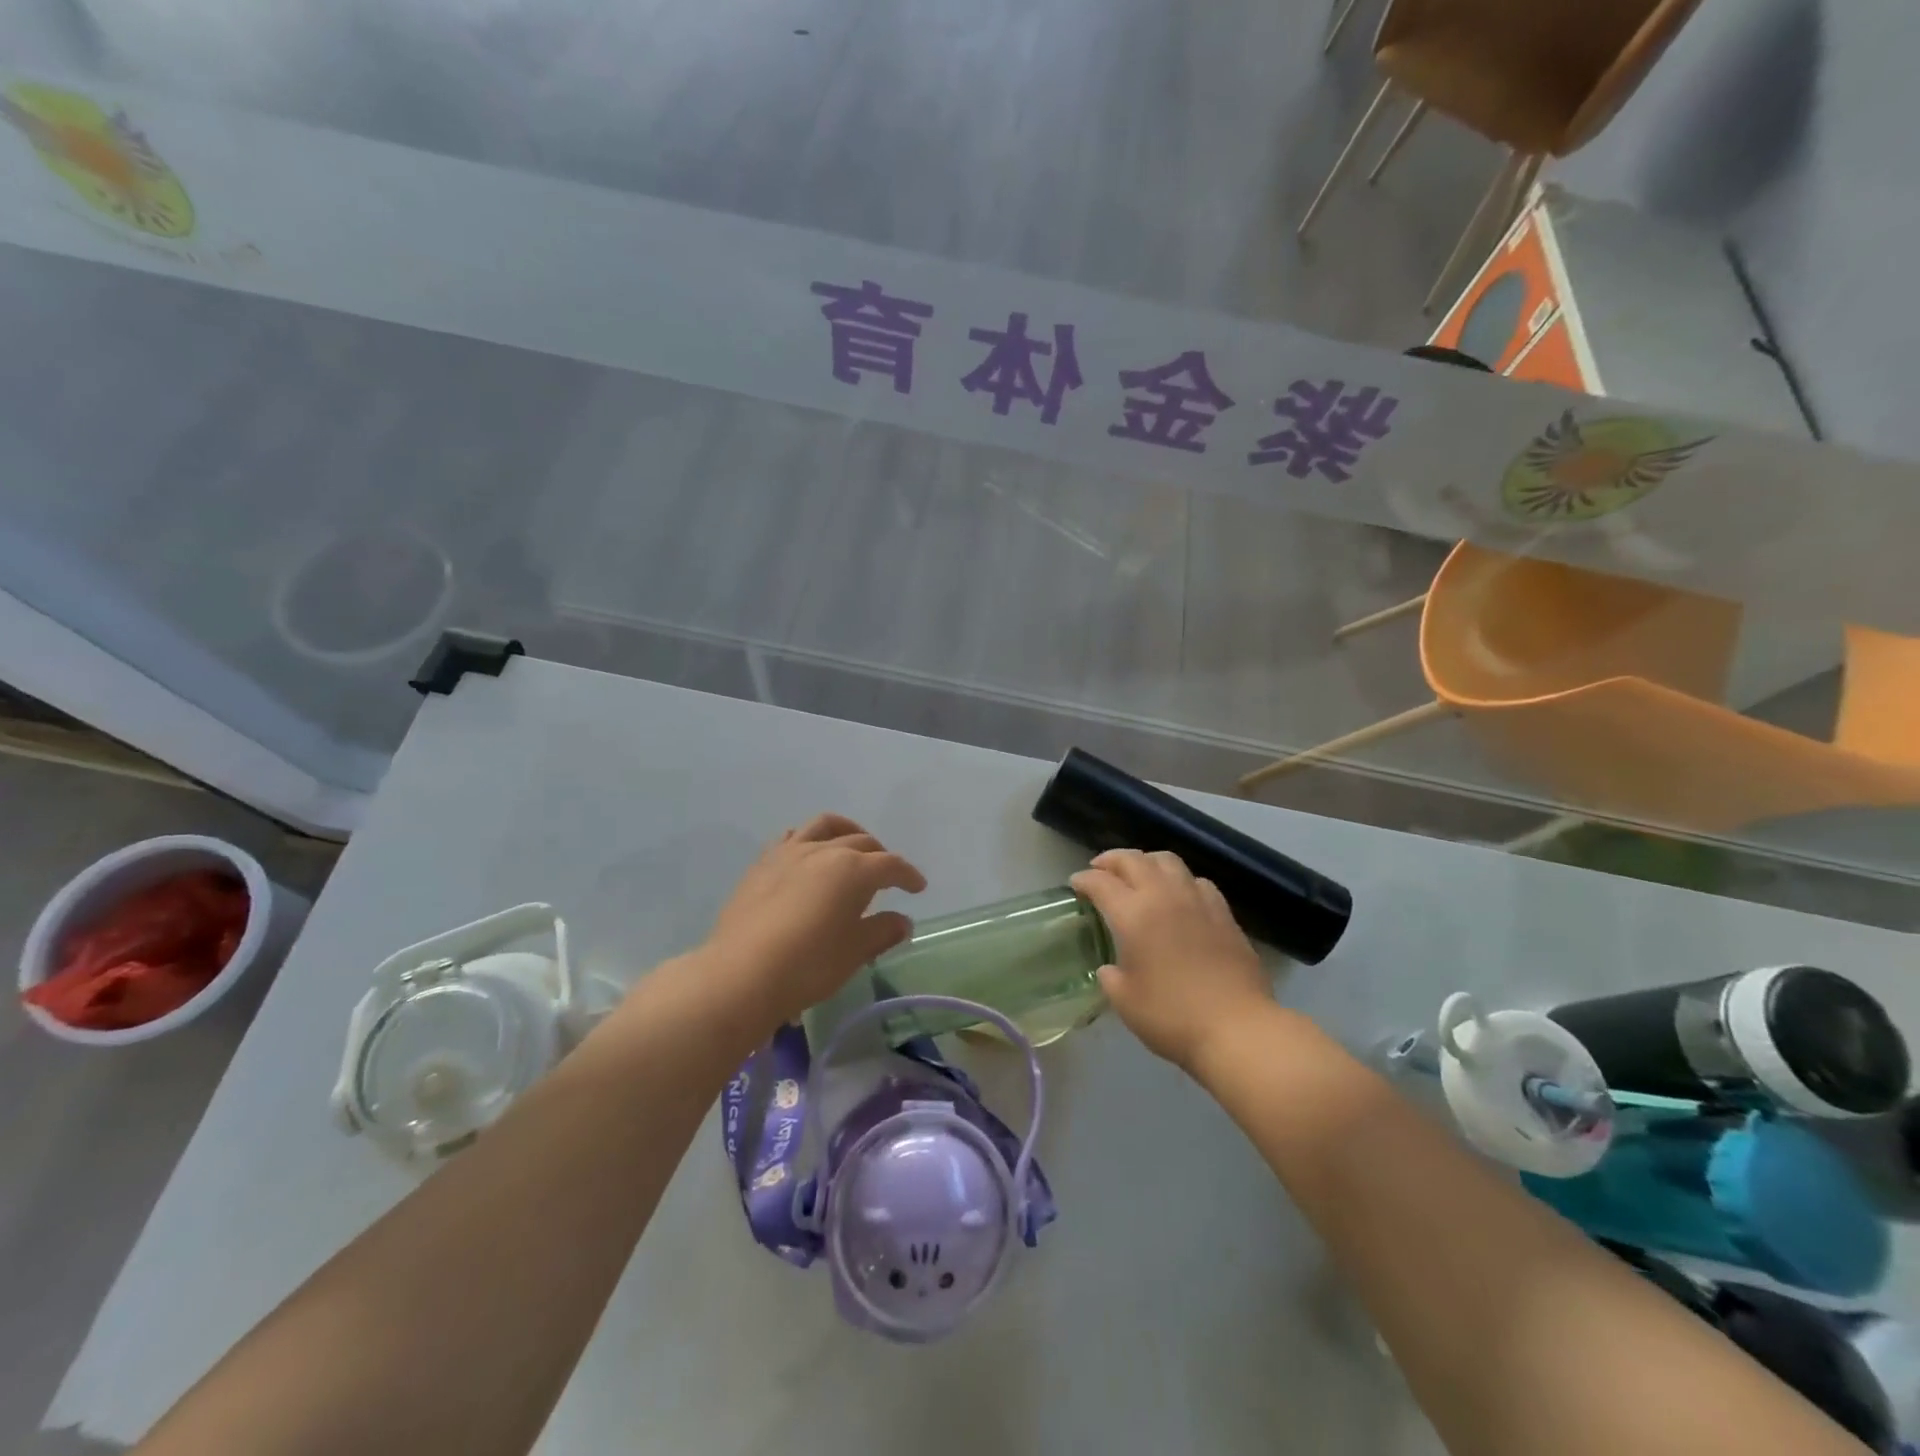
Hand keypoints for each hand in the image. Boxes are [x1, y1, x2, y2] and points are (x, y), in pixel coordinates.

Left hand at [695, 814, 926, 1031]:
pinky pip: (792, 837)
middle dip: (880, 856)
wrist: (742, 973)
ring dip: (847, 832)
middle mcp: (825, 851)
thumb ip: (882, 931)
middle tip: (887, 877)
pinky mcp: (763, 863)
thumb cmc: (808, 965)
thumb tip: (902, 921)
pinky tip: (808, 856)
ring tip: (852, 847)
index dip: (908, 875)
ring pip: (826, 826)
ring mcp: (790, 852)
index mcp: (854, 870)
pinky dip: (809, 839)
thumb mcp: (854, 953)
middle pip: (862, 842)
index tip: (917, 887)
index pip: (891, 865)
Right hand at [1071, 849, 1270, 1072]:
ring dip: (1147, 861)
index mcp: (1134, 914)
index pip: (1101, 883)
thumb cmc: (1172, 1016)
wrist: (1238, 1029)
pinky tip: (1179, 896)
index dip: (1084, 880)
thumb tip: (1110, 969)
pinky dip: (1180, 880)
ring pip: (1168, 861)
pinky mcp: (1224, 914)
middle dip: (1112, 860)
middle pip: (1134, 860)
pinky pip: (1197, 881)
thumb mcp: (1125, 1001)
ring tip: (1139, 874)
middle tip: (1099, 868)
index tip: (1075, 884)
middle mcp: (1164, 896)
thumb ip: (1111, 978)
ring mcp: (1198, 901)